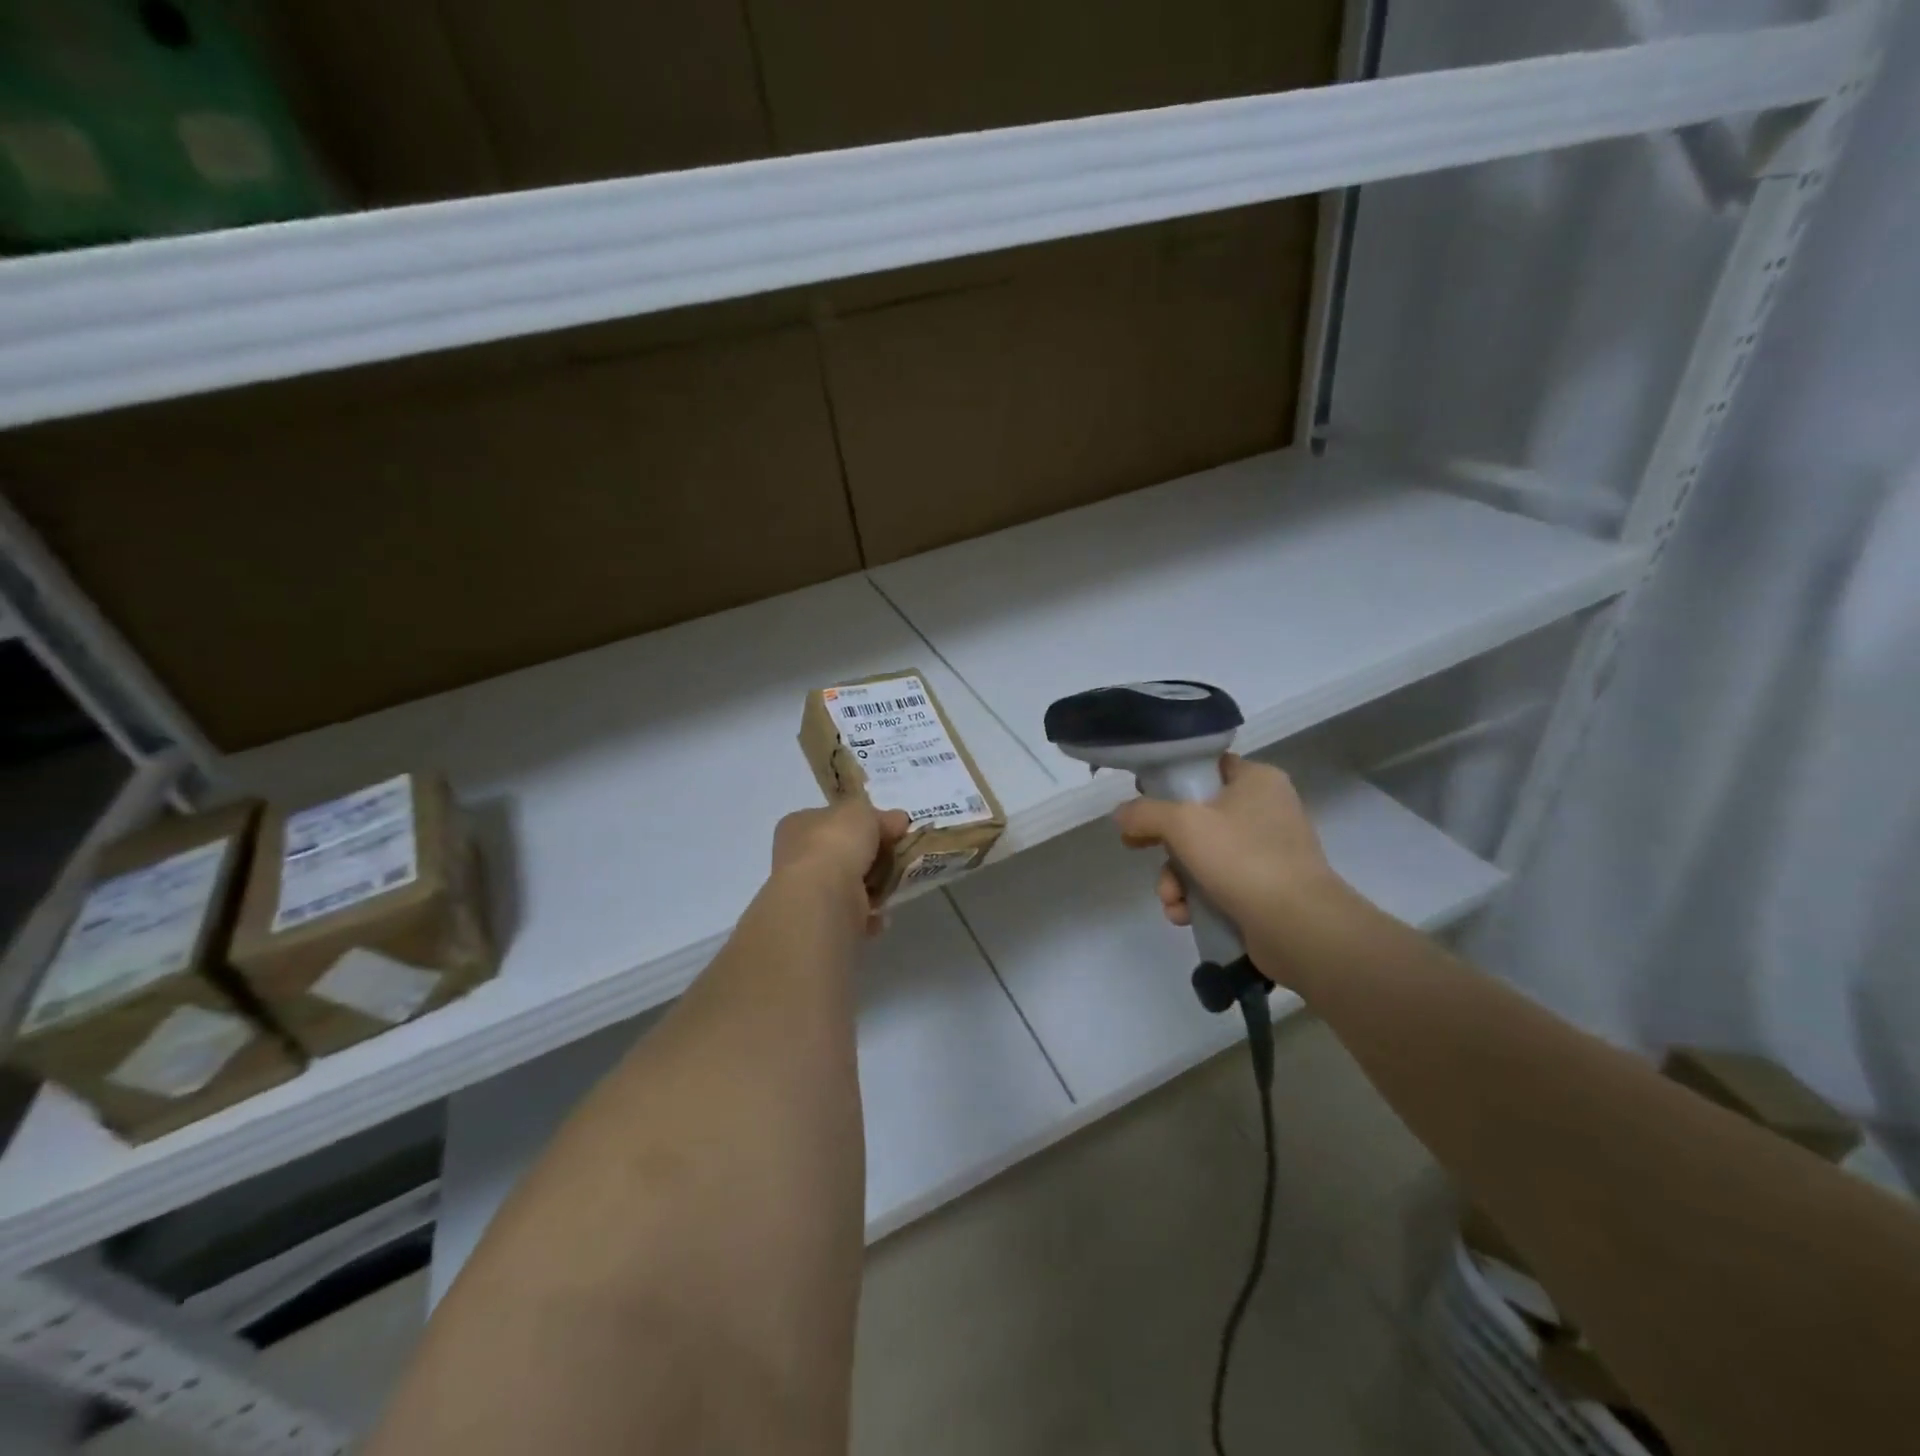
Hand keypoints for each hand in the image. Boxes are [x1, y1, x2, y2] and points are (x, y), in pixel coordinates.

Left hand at [771, 798, 911, 935]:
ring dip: (874, 883)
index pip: (833, 818)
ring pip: (849, 882)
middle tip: (900, 852)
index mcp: (798, 825)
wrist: (824, 897)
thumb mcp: (859, 810)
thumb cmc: (835, 842)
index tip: (894, 826)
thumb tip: (896, 820)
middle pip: (843, 850)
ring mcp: (809, 890)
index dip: (864, 820)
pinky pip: (853, 911)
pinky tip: (884, 910)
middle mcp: (797, 857)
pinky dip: (870, 912)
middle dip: (872, 853)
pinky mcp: (823, 919)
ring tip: (897, 881)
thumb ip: (876, 813)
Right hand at [1112, 756, 1349, 980]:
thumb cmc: (1242, 858)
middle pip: (1197, 816)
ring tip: (1171, 899)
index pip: (1207, 767)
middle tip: (1136, 847)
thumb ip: (1145, 812)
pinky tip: (1184, 915)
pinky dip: (1196, 899)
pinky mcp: (1265, 889)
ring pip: (1202, 855)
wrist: (1298, 926)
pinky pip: (1218, 884)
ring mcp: (1268, 852)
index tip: (1142, 799)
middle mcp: (1266, 810)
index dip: (1170, 781)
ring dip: (1175, 879)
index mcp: (1257, 780)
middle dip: (1164, 844)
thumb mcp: (1183, 824)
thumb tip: (1121, 814)